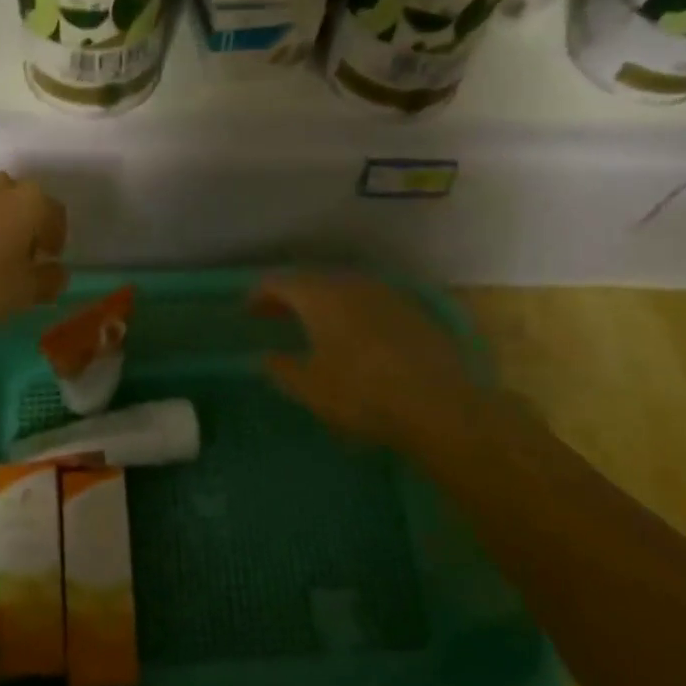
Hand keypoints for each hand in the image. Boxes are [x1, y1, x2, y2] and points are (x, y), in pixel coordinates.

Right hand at [253, 274, 516, 460]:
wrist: (439, 404)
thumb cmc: (362, 394)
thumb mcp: (310, 387)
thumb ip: (282, 369)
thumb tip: (266, 358)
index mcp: (320, 297)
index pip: (280, 282)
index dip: (259, 294)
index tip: (246, 309)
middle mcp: (351, 285)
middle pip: (312, 281)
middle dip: (290, 296)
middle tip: (274, 314)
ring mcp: (386, 295)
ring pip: (344, 289)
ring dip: (323, 302)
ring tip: (312, 324)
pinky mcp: (413, 311)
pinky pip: (370, 302)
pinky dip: (352, 312)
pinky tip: (354, 335)